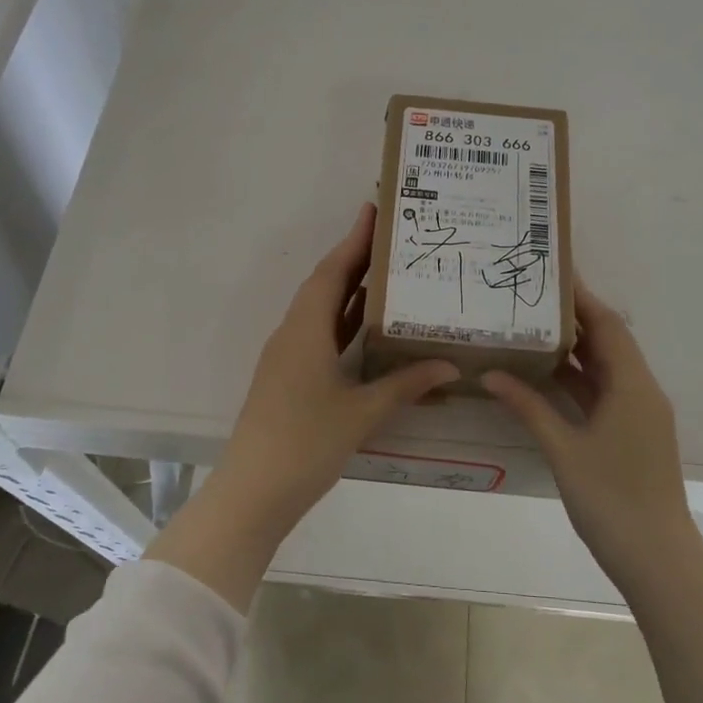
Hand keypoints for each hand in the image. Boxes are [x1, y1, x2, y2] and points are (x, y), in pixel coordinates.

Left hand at [222, 202, 459, 519]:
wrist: (253, 491)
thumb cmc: (306, 443)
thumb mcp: (362, 413)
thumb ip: (405, 385)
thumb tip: (448, 365)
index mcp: (305, 330)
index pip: (333, 272)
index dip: (354, 240)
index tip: (374, 210)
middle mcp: (292, 333)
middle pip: (325, 284)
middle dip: (354, 258)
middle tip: (390, 238)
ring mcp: (286, 356)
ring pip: (320, 309)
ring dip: (348, 289)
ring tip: (385, 272)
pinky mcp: (287, 377)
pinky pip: (317, 333)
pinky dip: (342, 320)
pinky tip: (365, 325)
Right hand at [482, 280, 694, 584]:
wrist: (657, 558)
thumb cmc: (611, 499)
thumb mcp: (563, 449)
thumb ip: (528, 407)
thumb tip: (491, 374)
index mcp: (633, 386)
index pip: (607, 326)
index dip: (582, 298)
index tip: (553, 273)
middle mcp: (642, 391)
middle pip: (609, 342)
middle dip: (575, 319)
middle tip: (534, 298)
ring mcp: (640, 414)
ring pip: (607, 369)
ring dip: (576, 350)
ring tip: (533, 327)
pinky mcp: (634, 434)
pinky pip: (605, 392)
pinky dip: (579, 379)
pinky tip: (547, 376)